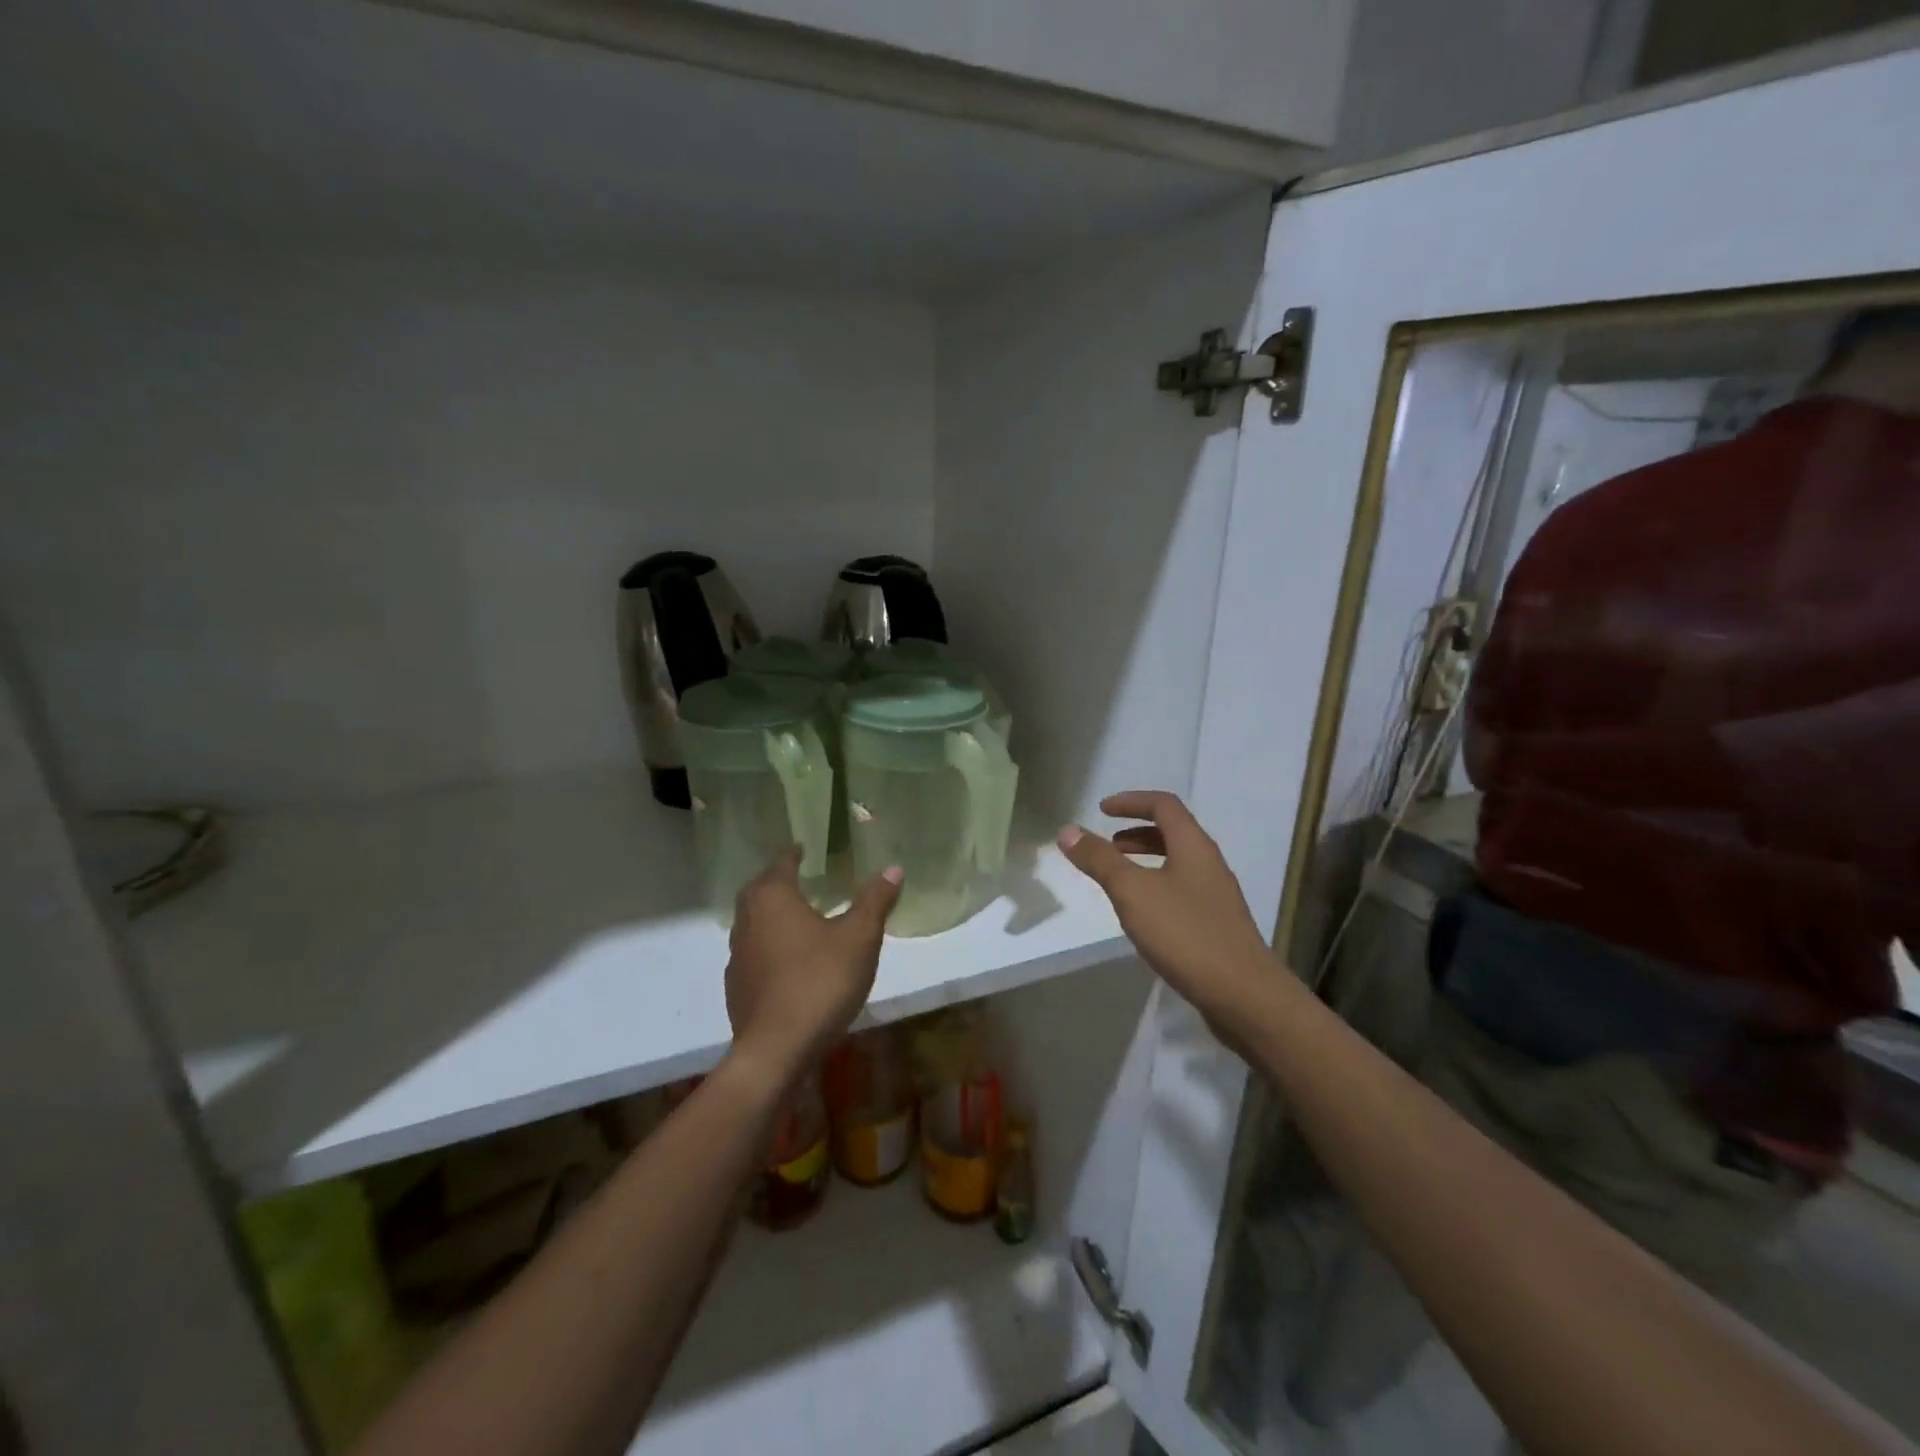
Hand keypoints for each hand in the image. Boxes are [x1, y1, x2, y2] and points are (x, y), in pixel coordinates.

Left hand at [724, 847, 902, 1085]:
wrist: (777, 1050)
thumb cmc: (820, 981)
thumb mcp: (860, 937)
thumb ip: (875, 901)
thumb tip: (893, 868)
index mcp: (772, 898)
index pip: (781, 863)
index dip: (793, 854)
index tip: (803, 848)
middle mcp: (747, 920)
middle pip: (759, 891)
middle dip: (777, 882)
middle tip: (801, 879)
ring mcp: (738, 956)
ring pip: (753, 923)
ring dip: (772, 916)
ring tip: (798, 918)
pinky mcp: (738, 988)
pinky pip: (754, 954)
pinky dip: (770, 948)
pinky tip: (789, 962)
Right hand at [1058, 791, 1276, 1044]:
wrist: (1244, 995)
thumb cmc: (1185, 933)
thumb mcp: (1132, 892)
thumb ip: (1099, 860)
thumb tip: (1067, 830)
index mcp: (1193, 846)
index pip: (1163, 805)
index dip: (1131, 801)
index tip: (1102, 810)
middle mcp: (1209, 863)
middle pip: (1173, 833)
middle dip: (1136, 833)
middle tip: (1107, 845)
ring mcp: (1217, 896)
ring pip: (1177, 864)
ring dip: (1146, 862)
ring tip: (1118, 880)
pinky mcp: (1217, 925)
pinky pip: (1182, 891)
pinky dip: (1156, 888)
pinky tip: (1142, 916)